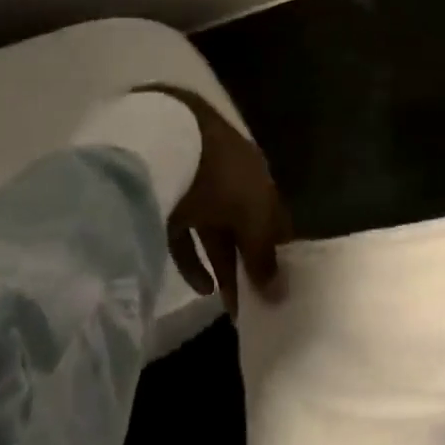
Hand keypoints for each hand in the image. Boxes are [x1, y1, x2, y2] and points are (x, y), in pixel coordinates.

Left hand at [138, 85, 291, 314]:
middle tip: (256, 304)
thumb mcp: (252, 213)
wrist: (159, 140)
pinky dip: (192, 262)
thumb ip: (264, 253)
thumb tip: (280, 293)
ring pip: (213, 231)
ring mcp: (193, 186)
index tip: (285, 284)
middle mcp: (228, 177)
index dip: (280, 248)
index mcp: (256, 172)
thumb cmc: (219, 175)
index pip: (274, 214)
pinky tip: (202, 289)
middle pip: (243, 225)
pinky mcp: (162, 199)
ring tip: (231, 304)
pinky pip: (181, 236)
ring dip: (224, 265)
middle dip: (250, 262)